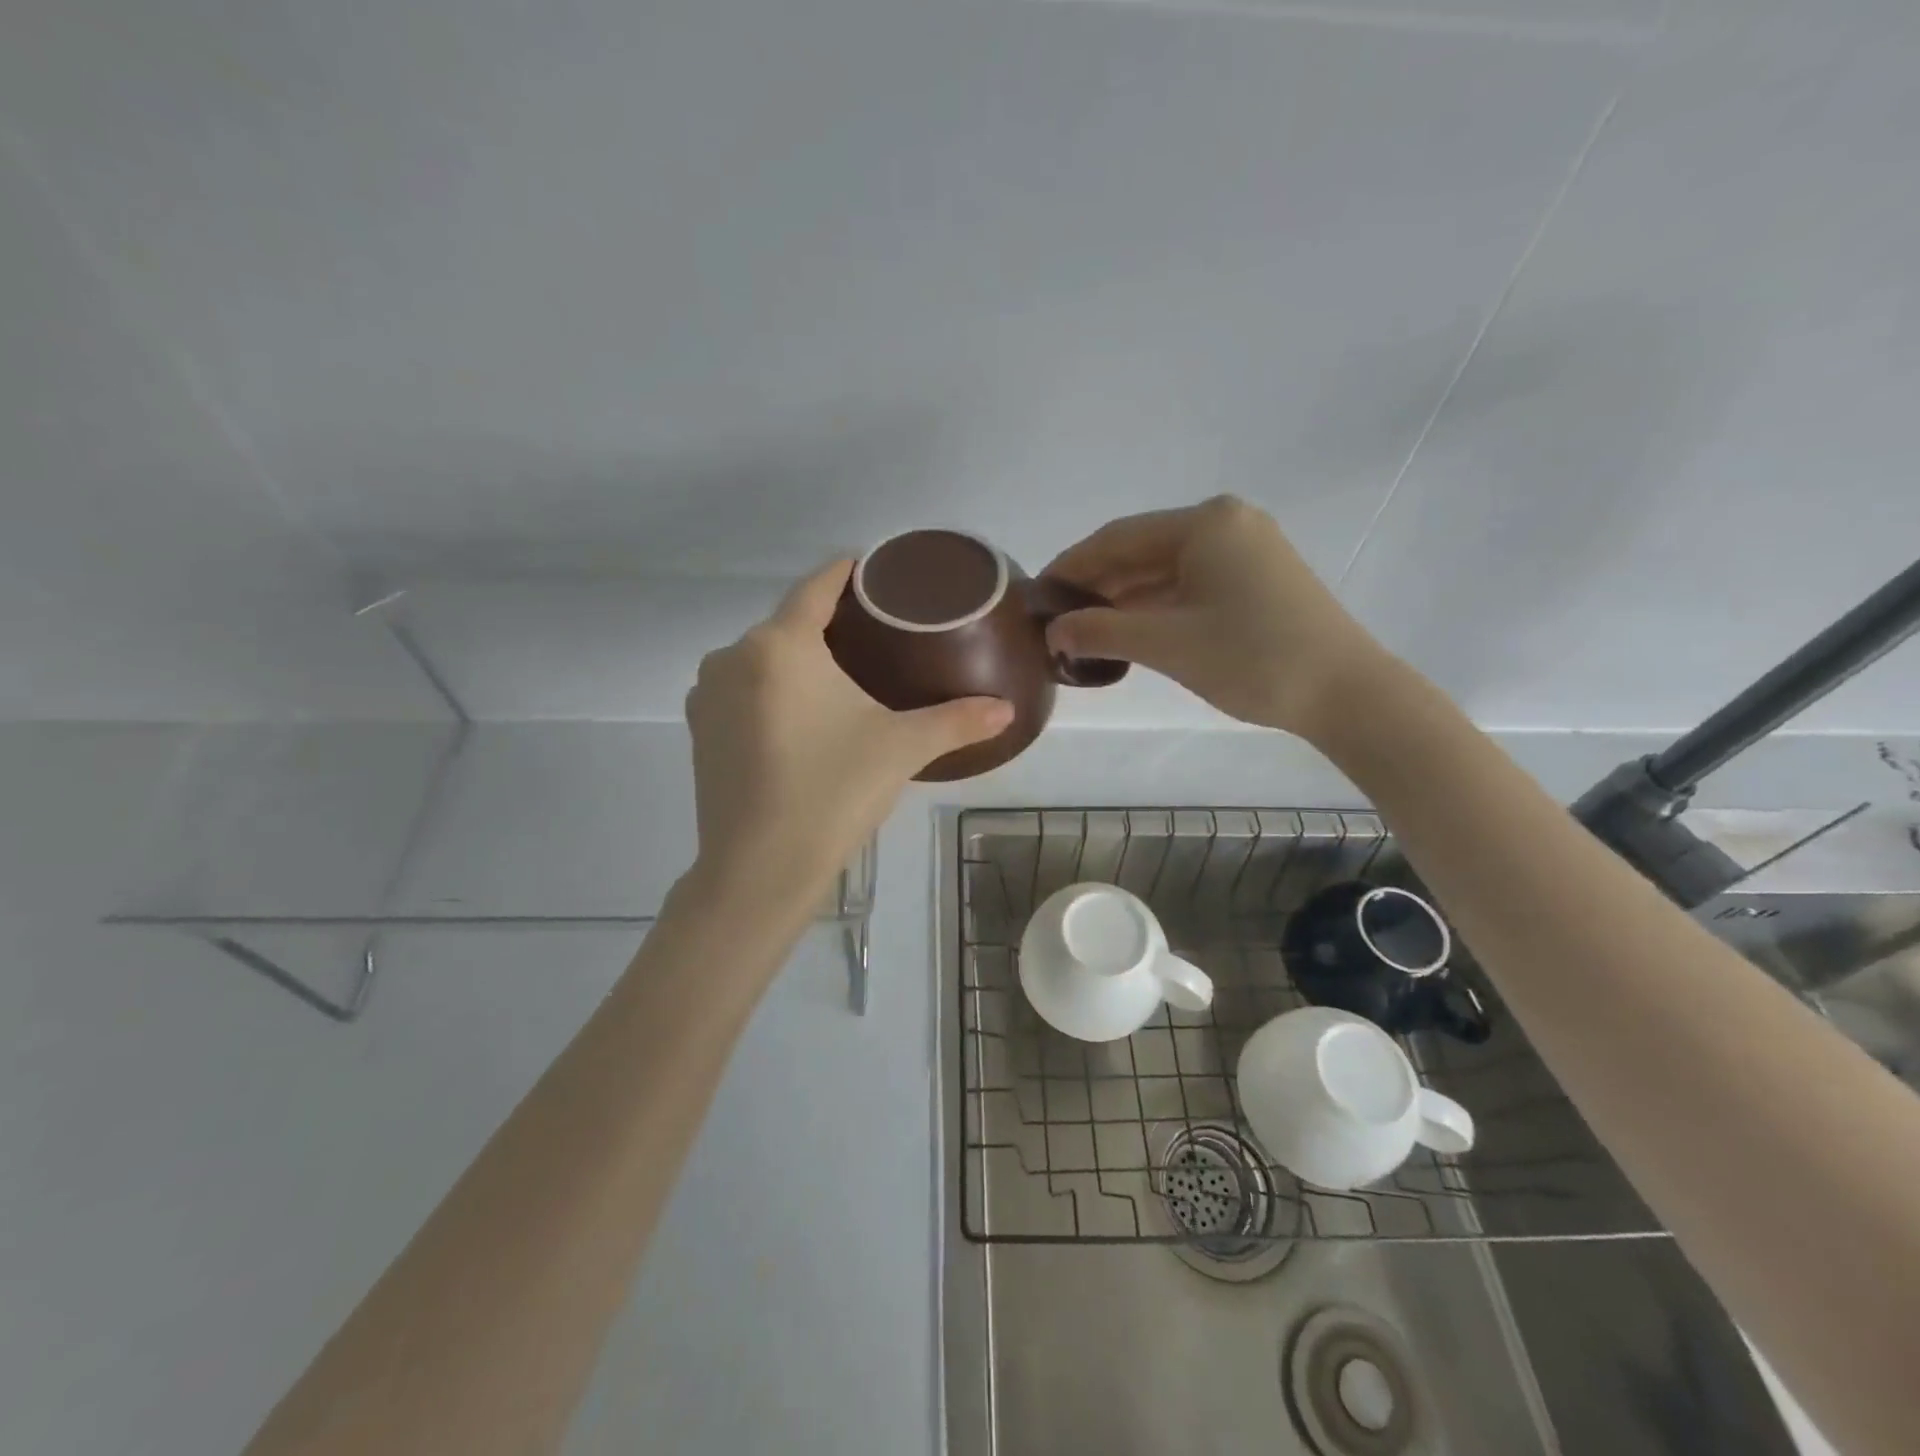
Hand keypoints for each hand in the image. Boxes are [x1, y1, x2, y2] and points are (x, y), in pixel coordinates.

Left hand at [684, 559, 1012, 914]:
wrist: (759, 869)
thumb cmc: (833, 792)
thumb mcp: (901, 749)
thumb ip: (957, 721)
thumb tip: (1008, 710)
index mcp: (780, 645)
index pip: (816, 587)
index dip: (846, 573)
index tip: (872, 569)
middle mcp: (733, 656)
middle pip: (789, 624)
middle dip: (828, 625)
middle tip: (874, 638)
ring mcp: (708, 694)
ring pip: (762, 659)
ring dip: (796, 660)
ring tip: (840, 679)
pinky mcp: (698, 730)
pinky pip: (741, 690)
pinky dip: (771, 691)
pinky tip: (800, 718)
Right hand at [1043, 496, 1394, 740]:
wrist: (1347, 693)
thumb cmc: (1252, 658)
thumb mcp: (1167, 644)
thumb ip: (1102, 631)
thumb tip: (1053, 630)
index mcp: (1204, 524)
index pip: (1118, 538)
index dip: (1072, 565)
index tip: (1036, 593)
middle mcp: (1226, 524)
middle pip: (1142, 550)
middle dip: (1097, 584)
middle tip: (1056, 618)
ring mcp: (1246, 550)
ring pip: (1166, 569)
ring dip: (1125, 598)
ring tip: (1083, 628)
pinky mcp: (1258, 578)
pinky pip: (1191, 583)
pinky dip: (1157, 605)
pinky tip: (1129, 629)